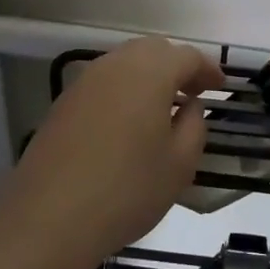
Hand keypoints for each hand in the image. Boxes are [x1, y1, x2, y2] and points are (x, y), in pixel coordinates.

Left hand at [7, 37, 225, 261]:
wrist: (49, 217)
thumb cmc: (127, 190)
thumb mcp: (179, 164)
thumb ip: (194, 125)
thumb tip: (190, 105)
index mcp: (149, 73)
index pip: (186, 56)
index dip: (207, 69)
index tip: (221, 86)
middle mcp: (115, 66)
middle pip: (153, 51)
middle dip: (176, 66)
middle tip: (193, 93)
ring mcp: (84, 82)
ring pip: (125, 63)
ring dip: (149, 76)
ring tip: (163, 107)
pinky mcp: (64, 103)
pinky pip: (104, 83)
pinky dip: (124, 91)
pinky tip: (129, 122)